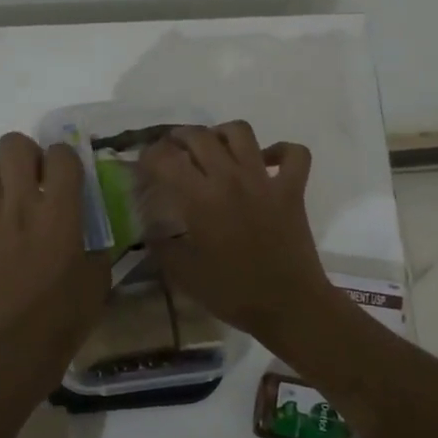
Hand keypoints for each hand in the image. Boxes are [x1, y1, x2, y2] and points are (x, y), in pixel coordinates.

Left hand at [0, 133, 110, 380]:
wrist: (21, 348)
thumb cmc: (69, 313)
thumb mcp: (99, 274)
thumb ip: (95, 242)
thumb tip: (90, 230)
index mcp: (59, 210)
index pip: (60, 153)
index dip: (65, 158)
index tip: (68, 177)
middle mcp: (21, 205)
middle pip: (12, 145)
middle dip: (25, 154)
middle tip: (34, 179)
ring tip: (7, 201)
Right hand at [137, 121, 332, 347]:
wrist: (288, 305)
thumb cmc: (232, 292)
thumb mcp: (183, 274)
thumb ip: (162, 245)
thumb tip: (150, 227)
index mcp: (200, 198)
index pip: (165, 160)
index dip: (148, 157)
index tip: (143, 166)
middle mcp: (230, 178)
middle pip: (199, 136)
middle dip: (178, 137)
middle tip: (172, 151)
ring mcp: (264, 179)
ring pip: (241, 132)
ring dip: (222, 133)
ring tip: (214, 148)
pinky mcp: (293, 188)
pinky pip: (293, 153)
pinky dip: (280, 151)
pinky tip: (267, 162)